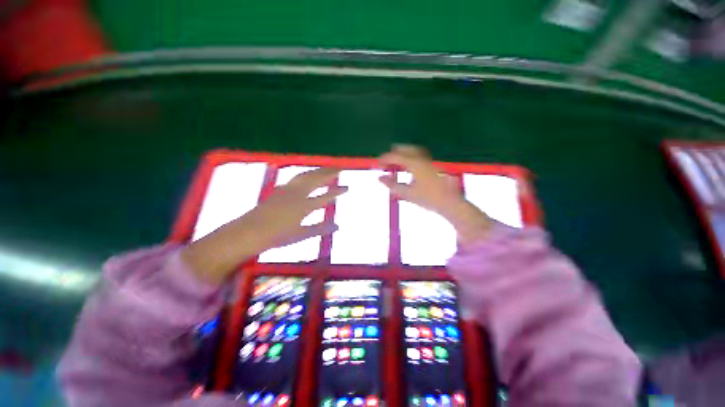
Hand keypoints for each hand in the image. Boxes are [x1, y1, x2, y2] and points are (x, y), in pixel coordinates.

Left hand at [182, 168, 345, 283]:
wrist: (250, 231)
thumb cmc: (277, 236)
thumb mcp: (302, 234)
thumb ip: (321, 228)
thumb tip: (338, 226)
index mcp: (304, 206)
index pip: (326, 197)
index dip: (337, 192)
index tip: (347, 187)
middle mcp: (298, 194)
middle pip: (316, 179)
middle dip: (329, 172)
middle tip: (339, 168)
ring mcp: (288, 189)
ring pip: (306, 175)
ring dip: (318, 170)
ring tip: (326, 168)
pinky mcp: (280, 189)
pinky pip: (297, 178)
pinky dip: (306, 174)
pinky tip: (307, 175)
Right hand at [378, 145, 491, 245]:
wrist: (451, 203)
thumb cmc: (428, 199)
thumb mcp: (408, 194)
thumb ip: (392, 185)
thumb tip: (380, 178)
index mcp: (415, 164)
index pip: (395, 156)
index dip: (384, 159)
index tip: (377, 165)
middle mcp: (422, 159)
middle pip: (404, 149)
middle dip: (393, 155)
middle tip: (386, 164)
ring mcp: (429, 161)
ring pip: (413, 152)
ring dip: (402, 156)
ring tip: (396, 165)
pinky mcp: (433, 166)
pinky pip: (418, 157)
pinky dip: (409, 160)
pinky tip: (408, 170)